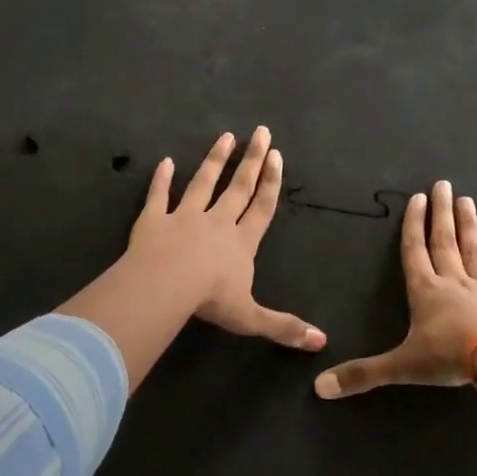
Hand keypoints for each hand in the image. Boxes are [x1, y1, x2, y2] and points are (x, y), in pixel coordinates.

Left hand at [128, 127, 325, 350]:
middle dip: (251, 160)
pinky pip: (158, 195)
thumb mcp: (251, 318)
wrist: (166, 285)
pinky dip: (161, 179)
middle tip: (260, 132)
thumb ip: (284, 327)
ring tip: (225, 137)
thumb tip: (322, 343)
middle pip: (238, 187)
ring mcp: (184, 216)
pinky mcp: (154, 219)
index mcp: (241, 242)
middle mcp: (217, 222)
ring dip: (214, 160)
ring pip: (202, 183)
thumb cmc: (211, 300)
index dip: (271, 182)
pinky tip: (164, 162)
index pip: (261, 207)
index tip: (277, 155)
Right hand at [314, 179, 476, 398]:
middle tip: (444, 185)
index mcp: (425, 291)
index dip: (413, 225)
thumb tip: (318, 388)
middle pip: (444, 242)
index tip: (417, 198)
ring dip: (470, 227)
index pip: (415, 251)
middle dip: (441, 214)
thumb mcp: (401, 366)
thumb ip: (362, 375)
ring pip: (475, 253)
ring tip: (468, 202)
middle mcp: (454, 283)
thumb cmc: (449, 356)